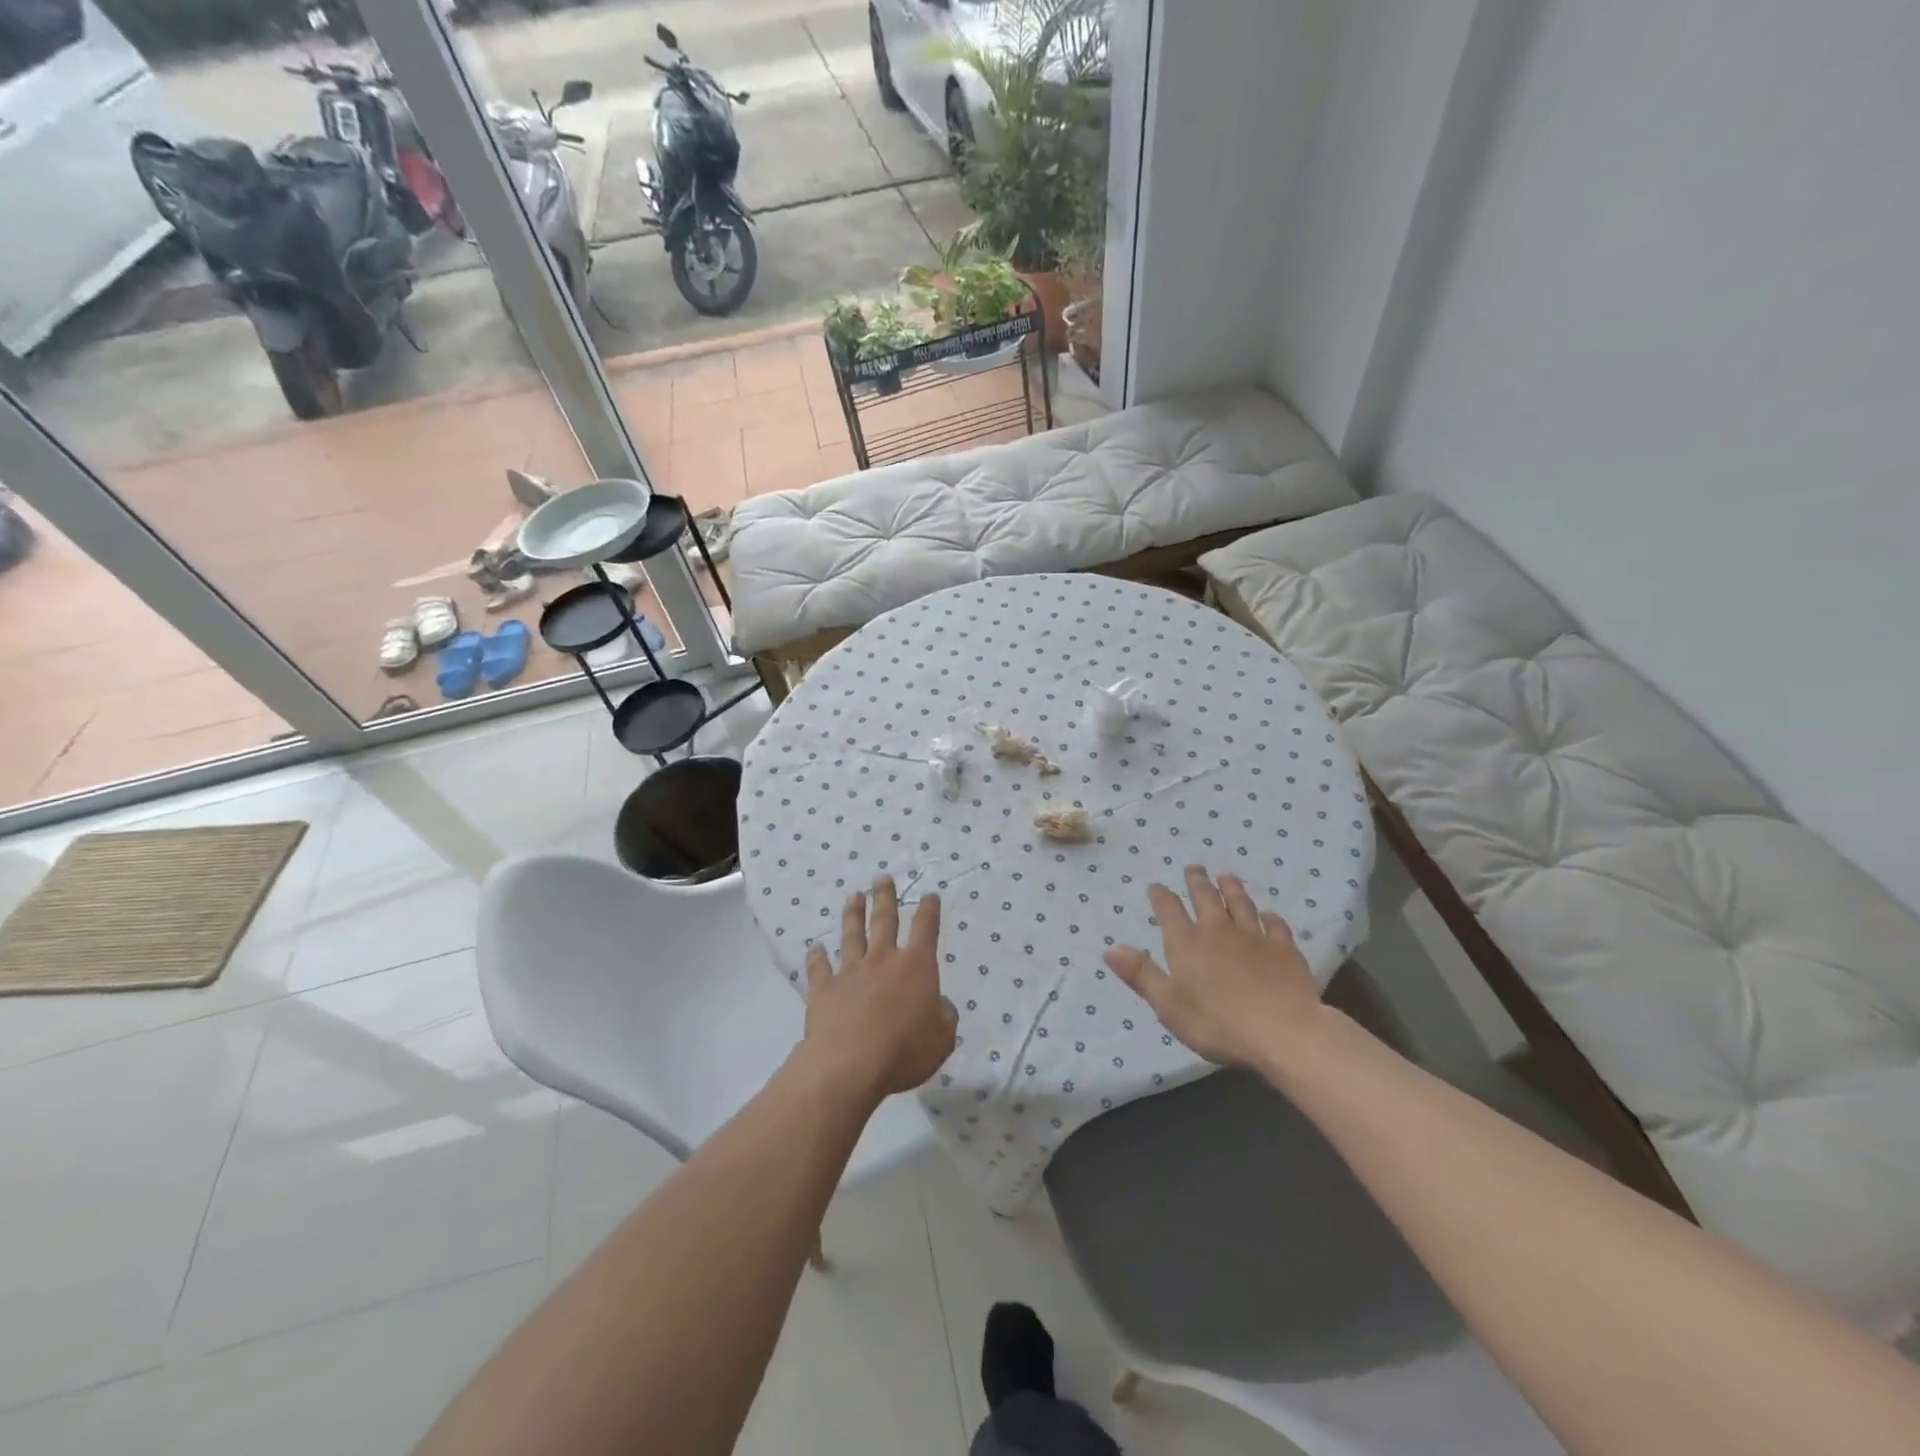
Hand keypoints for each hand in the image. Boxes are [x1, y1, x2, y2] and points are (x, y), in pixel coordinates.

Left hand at [800, 876, 957, 1104]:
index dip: (929, 910)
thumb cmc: (904, 1051)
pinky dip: (816, 957)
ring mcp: (851, 972)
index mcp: (916, 967)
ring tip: (853, 896)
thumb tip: (940, 1004)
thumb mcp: (942, 1038)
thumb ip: (944, 1016)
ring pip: (852, 935)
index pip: (925, 929)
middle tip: (882, 877)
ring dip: (853, 915)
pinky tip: (815, 948)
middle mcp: (883, 960)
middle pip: (885, 920)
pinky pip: (819, 968)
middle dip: (885, 897)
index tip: (929, 895)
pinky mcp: (824, 989)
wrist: (849, 1065)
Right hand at [1104, 866, 1325, 1068]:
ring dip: (1231, 888)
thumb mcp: (1168, 1005)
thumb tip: (1111, 949)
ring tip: (1226, 876)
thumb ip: (1141, 975)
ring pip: (1240, 903)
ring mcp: (1254, 937)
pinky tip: (1269, 915)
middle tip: (1193, 868)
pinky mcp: (1284, 949)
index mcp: (1186, 943)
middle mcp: (1218, 931)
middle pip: (1205, 898)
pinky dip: (1270, 917)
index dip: (1161, 896)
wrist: (1283, 1032)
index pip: (1169, 910)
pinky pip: (1275, 925)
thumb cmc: (1217, 1023)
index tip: (1156, 886)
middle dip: (1196, 881)